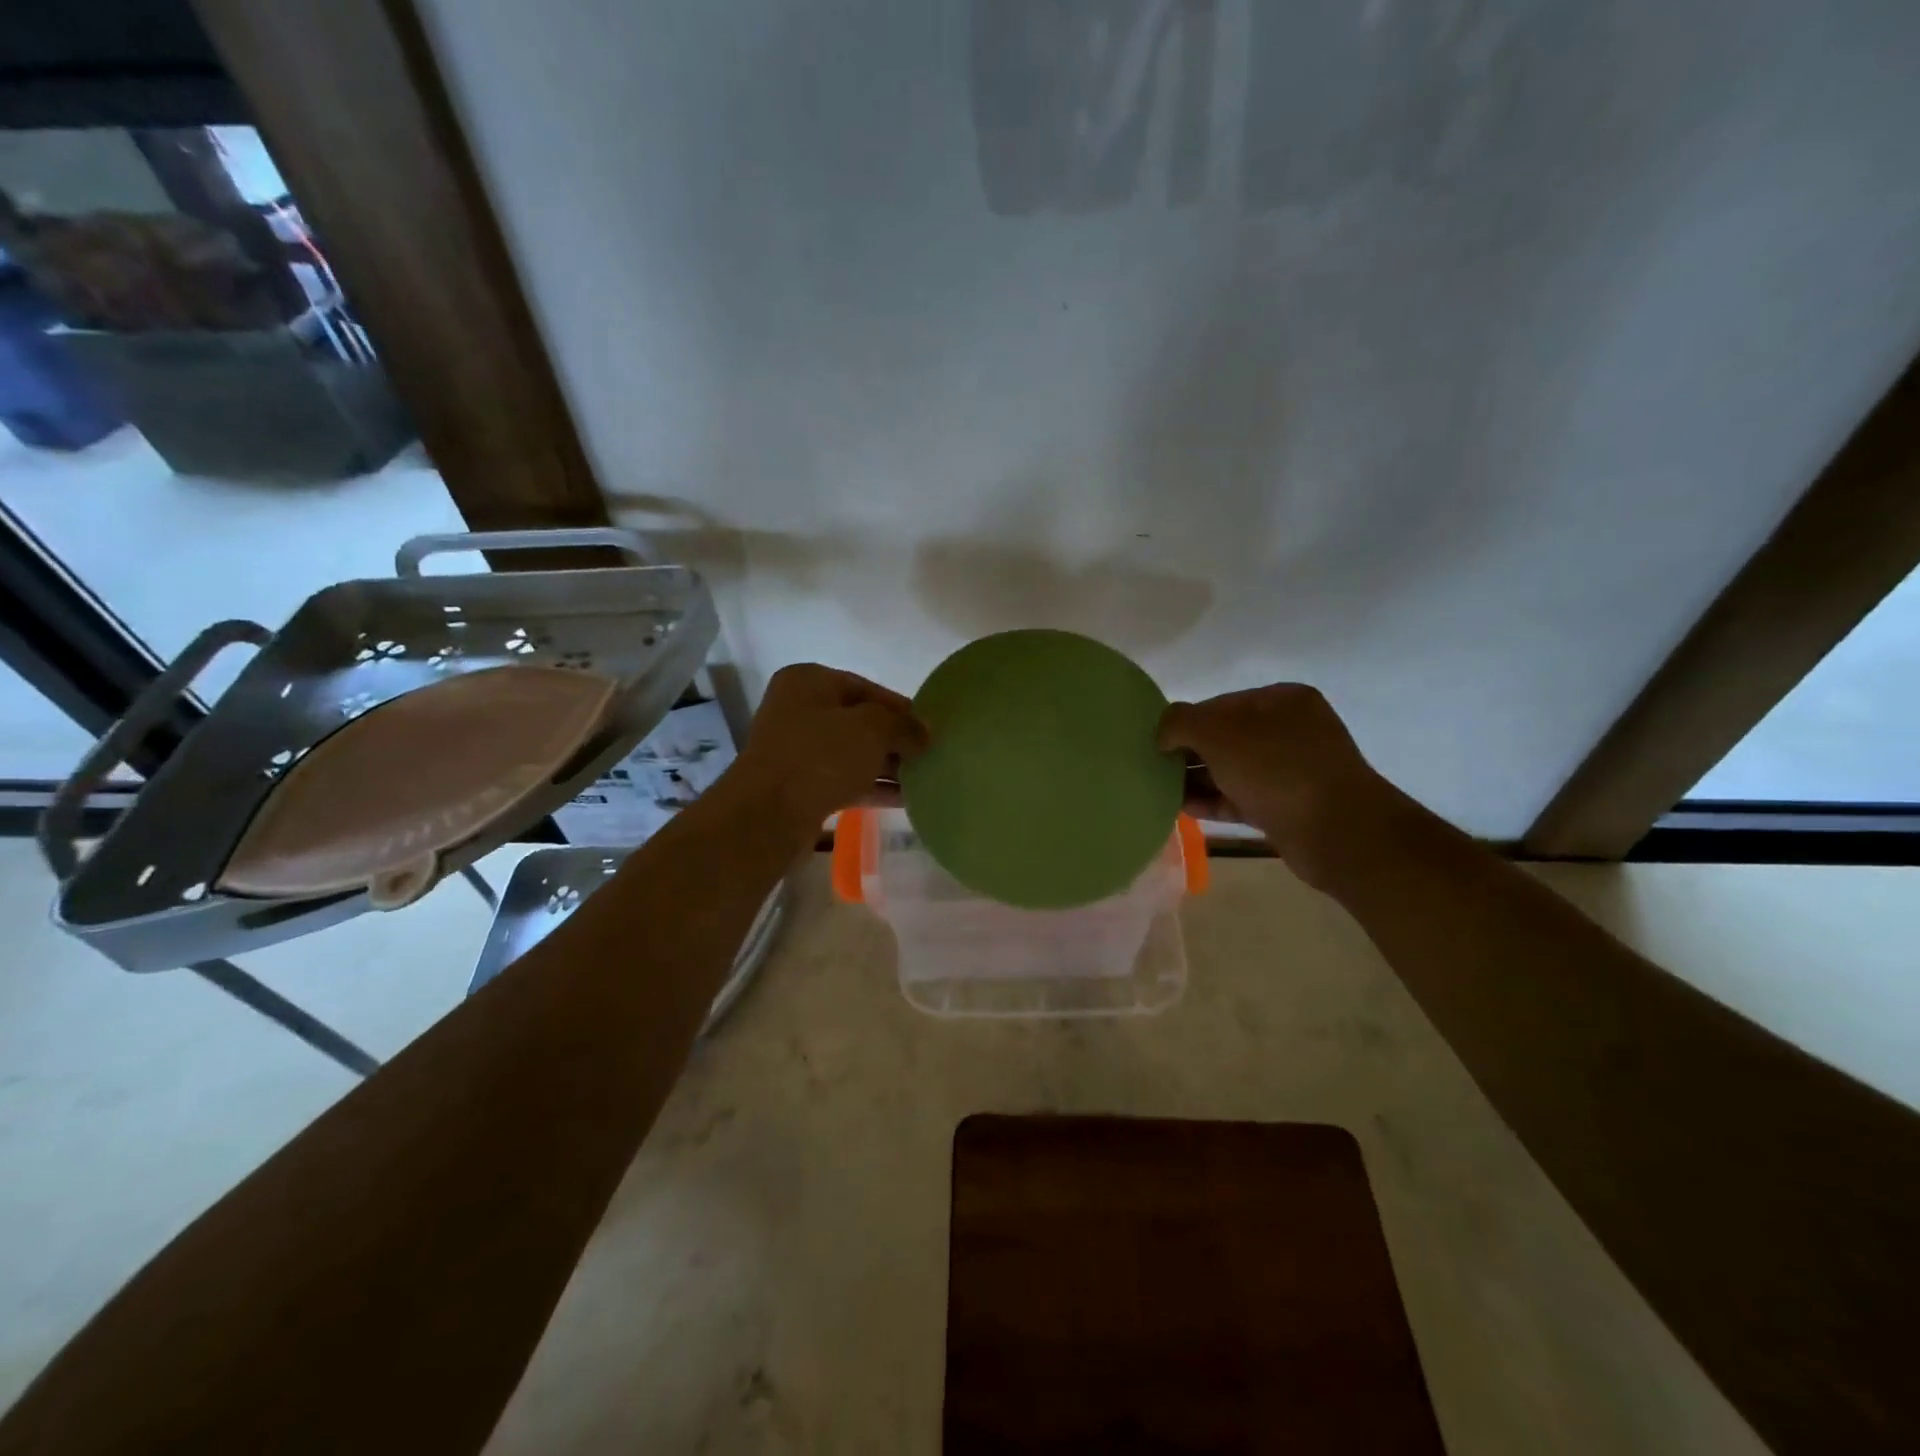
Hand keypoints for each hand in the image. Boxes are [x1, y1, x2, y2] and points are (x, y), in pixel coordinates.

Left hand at [734, 664, 927, 832]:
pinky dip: (872, 787)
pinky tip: (905, 799)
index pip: (866, 688)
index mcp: (808, 682)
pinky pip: (844, 780)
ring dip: (886, 766)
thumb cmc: (821, 756)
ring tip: (924, 778)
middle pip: (859, 721)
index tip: (929, 728)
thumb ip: (904, 725)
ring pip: (852, 753)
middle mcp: (798, 710)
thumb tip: (925, 733)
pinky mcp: (799, 786)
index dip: (901, 708)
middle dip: (894, 739)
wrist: (770, 814)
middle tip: (929, 755)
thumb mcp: (872, 729)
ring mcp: (796, 750)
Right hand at [1158, 684, 1399, 888]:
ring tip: (1160, 790)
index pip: (1219, 704)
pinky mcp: (1287, 806)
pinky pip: (1241, 797)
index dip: (1185, 722)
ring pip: (1232, 770)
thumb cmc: (1277, 770)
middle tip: (1154, 768)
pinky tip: (1183, 809)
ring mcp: (1291, 770)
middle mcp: (1289, 729)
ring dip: (1197, 780)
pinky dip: (1213, 801)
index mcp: (1280, 700)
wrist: (1337, 831)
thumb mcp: (1218, 733)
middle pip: (1225, 737)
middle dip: (1189, 753)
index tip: (1156, 743)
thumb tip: (1163, 734)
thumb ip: (1181, 723)